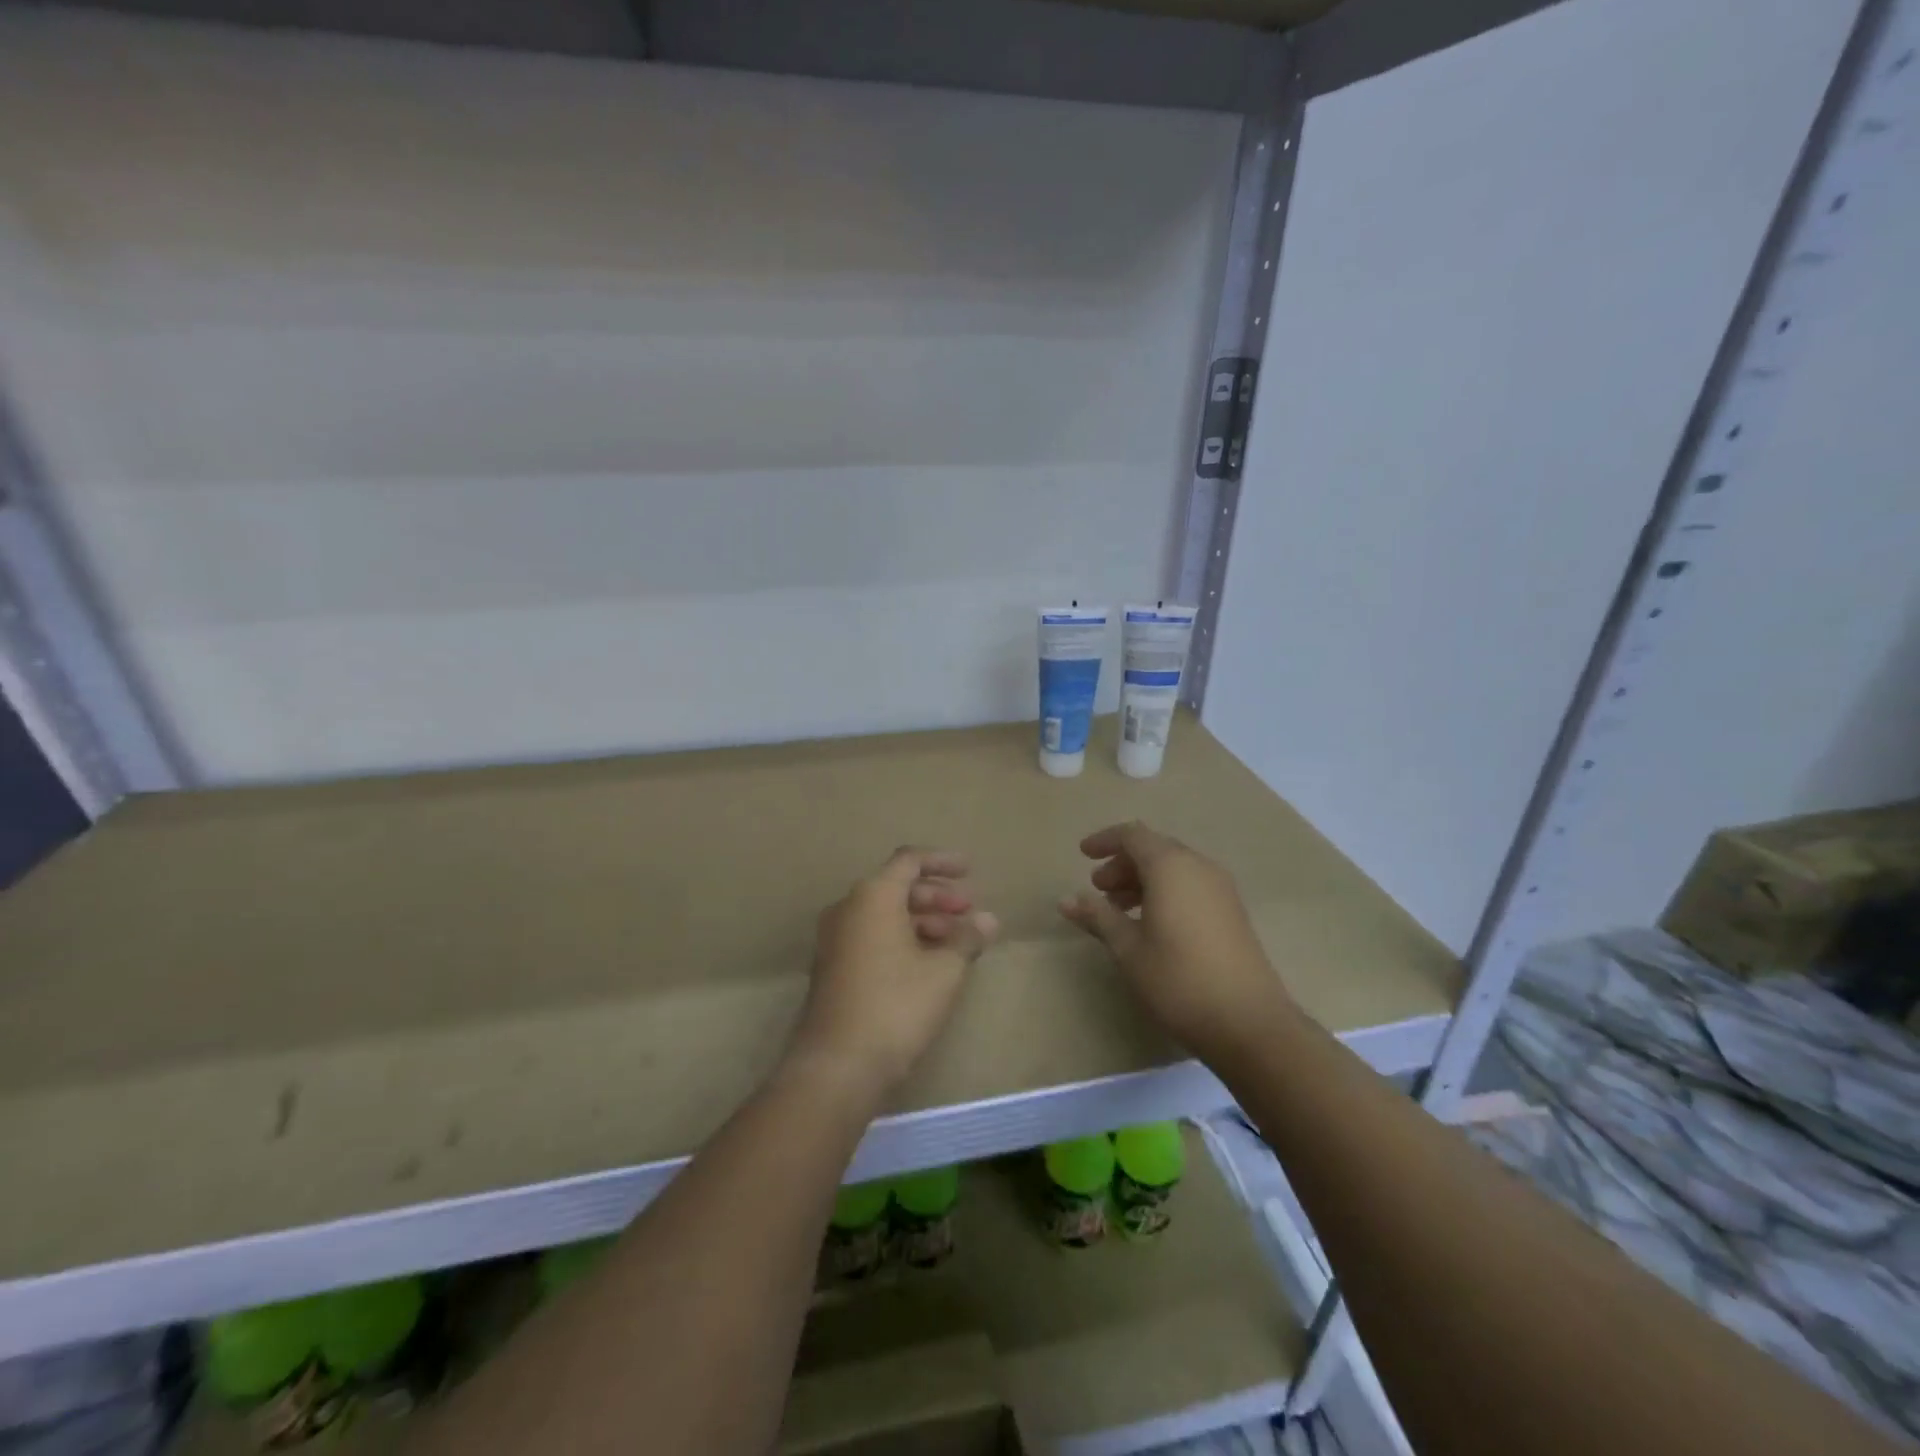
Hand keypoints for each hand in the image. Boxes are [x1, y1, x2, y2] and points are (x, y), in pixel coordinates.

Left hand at [787, 847, 998, 1099]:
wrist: (837, 1065)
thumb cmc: (896, 1006)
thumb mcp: (944, 971)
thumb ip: (967, 938)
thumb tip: (988, 920)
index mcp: (872, 896)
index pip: (909, 860)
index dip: (942, 862)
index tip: (970, 871)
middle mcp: (848, 908)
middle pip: (897, 887)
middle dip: (937, 896)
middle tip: (969, 912)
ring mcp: (835, 939)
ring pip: (885, 914)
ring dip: (923, 920)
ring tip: (957, 942)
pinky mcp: (832, 967)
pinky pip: (872, 936)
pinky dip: (902, 938)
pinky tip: (929, 962)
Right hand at [1059, 821, 1293, 1064]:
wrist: (1249, 1023)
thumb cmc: (1178, 979)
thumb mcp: (1128, 948)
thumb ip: (1098, 916)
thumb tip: (1066, 899)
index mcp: (1171, 867)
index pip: (1133, 835)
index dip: (1105, 841)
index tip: (1082, 855)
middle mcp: (1199, 867)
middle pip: (1155, 849)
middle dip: (1123, 864)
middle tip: (1098, 889)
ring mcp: (1221, 889)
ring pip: (1174, 868)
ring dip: (1143, 880)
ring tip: (1119, 910)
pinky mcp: (1232, 912)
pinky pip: (1191, 886)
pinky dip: (1165, 892)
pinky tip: (1151, 925)